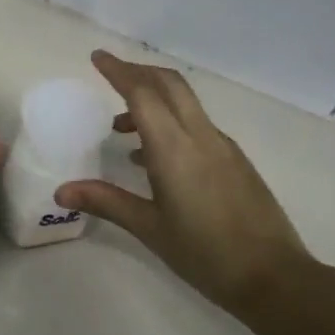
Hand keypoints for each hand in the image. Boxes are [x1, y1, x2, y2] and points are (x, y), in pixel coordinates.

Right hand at [55, 51, 313, 320]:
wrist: (273, 277)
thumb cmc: (204, 254)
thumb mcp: (149, 228)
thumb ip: (106, 202)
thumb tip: (61, 190)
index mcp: (174, 148)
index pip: (142, 93)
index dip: (118, 71)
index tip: (97, 57)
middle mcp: (201, 136)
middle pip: (170, 85)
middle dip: (139, 73)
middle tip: (110, 77)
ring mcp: (223, 147)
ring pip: (186, 104)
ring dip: (154, 100)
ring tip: (122, 129)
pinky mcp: (236, 161)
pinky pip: (197, 126)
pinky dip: (172, 123)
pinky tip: (155, 158)